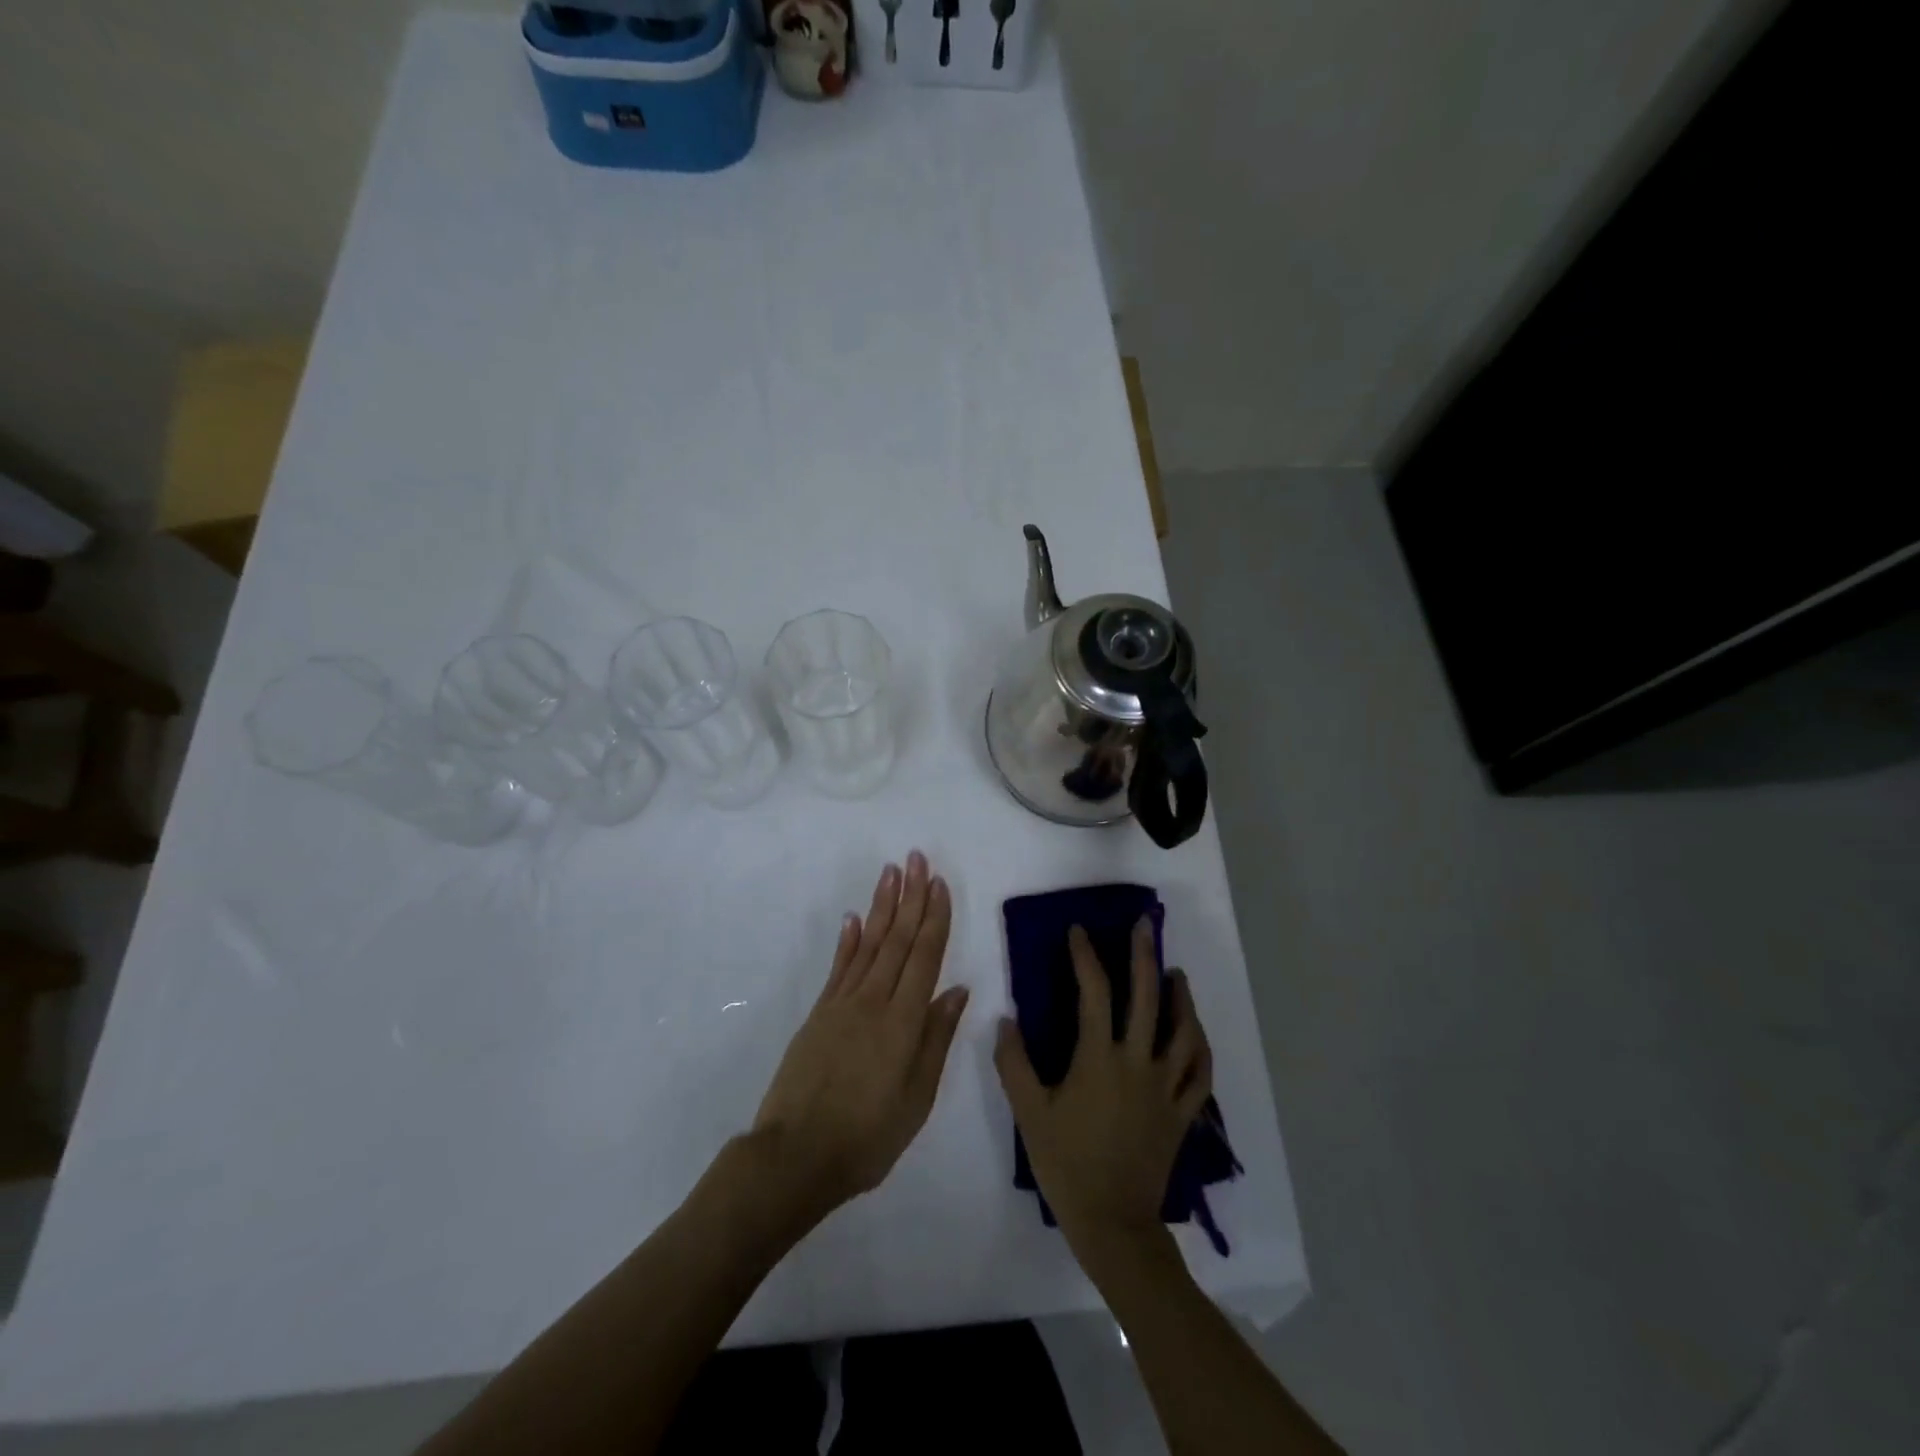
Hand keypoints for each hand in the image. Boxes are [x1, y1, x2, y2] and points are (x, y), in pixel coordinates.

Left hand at [752, 851, 967, 1221]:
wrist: (795, 1156)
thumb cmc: (867, 1137)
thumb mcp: (916, 1099)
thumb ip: (936, 1040)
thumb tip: (957, 990)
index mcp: (903, 1021)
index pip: (924, 956)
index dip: (934, 917)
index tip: (939, 882)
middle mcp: (873, 1001)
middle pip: (897, 939)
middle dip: (910, 896)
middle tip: (916, 858)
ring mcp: (842, 1004)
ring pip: (868, 943)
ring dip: (881, 905)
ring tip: (890, 872)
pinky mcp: (819, 1014)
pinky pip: (839, 967)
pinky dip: (849, 939)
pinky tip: (853, 917)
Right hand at [994, 918, 1212, 1268]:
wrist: (1113, 1224)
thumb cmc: (1067, 1165)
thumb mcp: (1030, 1113)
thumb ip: (1014, 1064)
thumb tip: (1007, 1020)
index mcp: (1099, 1058)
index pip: (1094, 992)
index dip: (1086, 956)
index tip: (1079, 931)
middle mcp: (1138, 1062)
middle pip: (1147, 998)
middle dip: (1144, 956)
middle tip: (1144, 926)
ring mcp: (1165, 1087)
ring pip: (1184, 1031)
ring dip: (1181, 997)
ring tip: (1176, 974)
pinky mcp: (1182, 1113)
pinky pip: (1200, 1072)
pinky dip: (1200, 1047)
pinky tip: (1195, 1033)